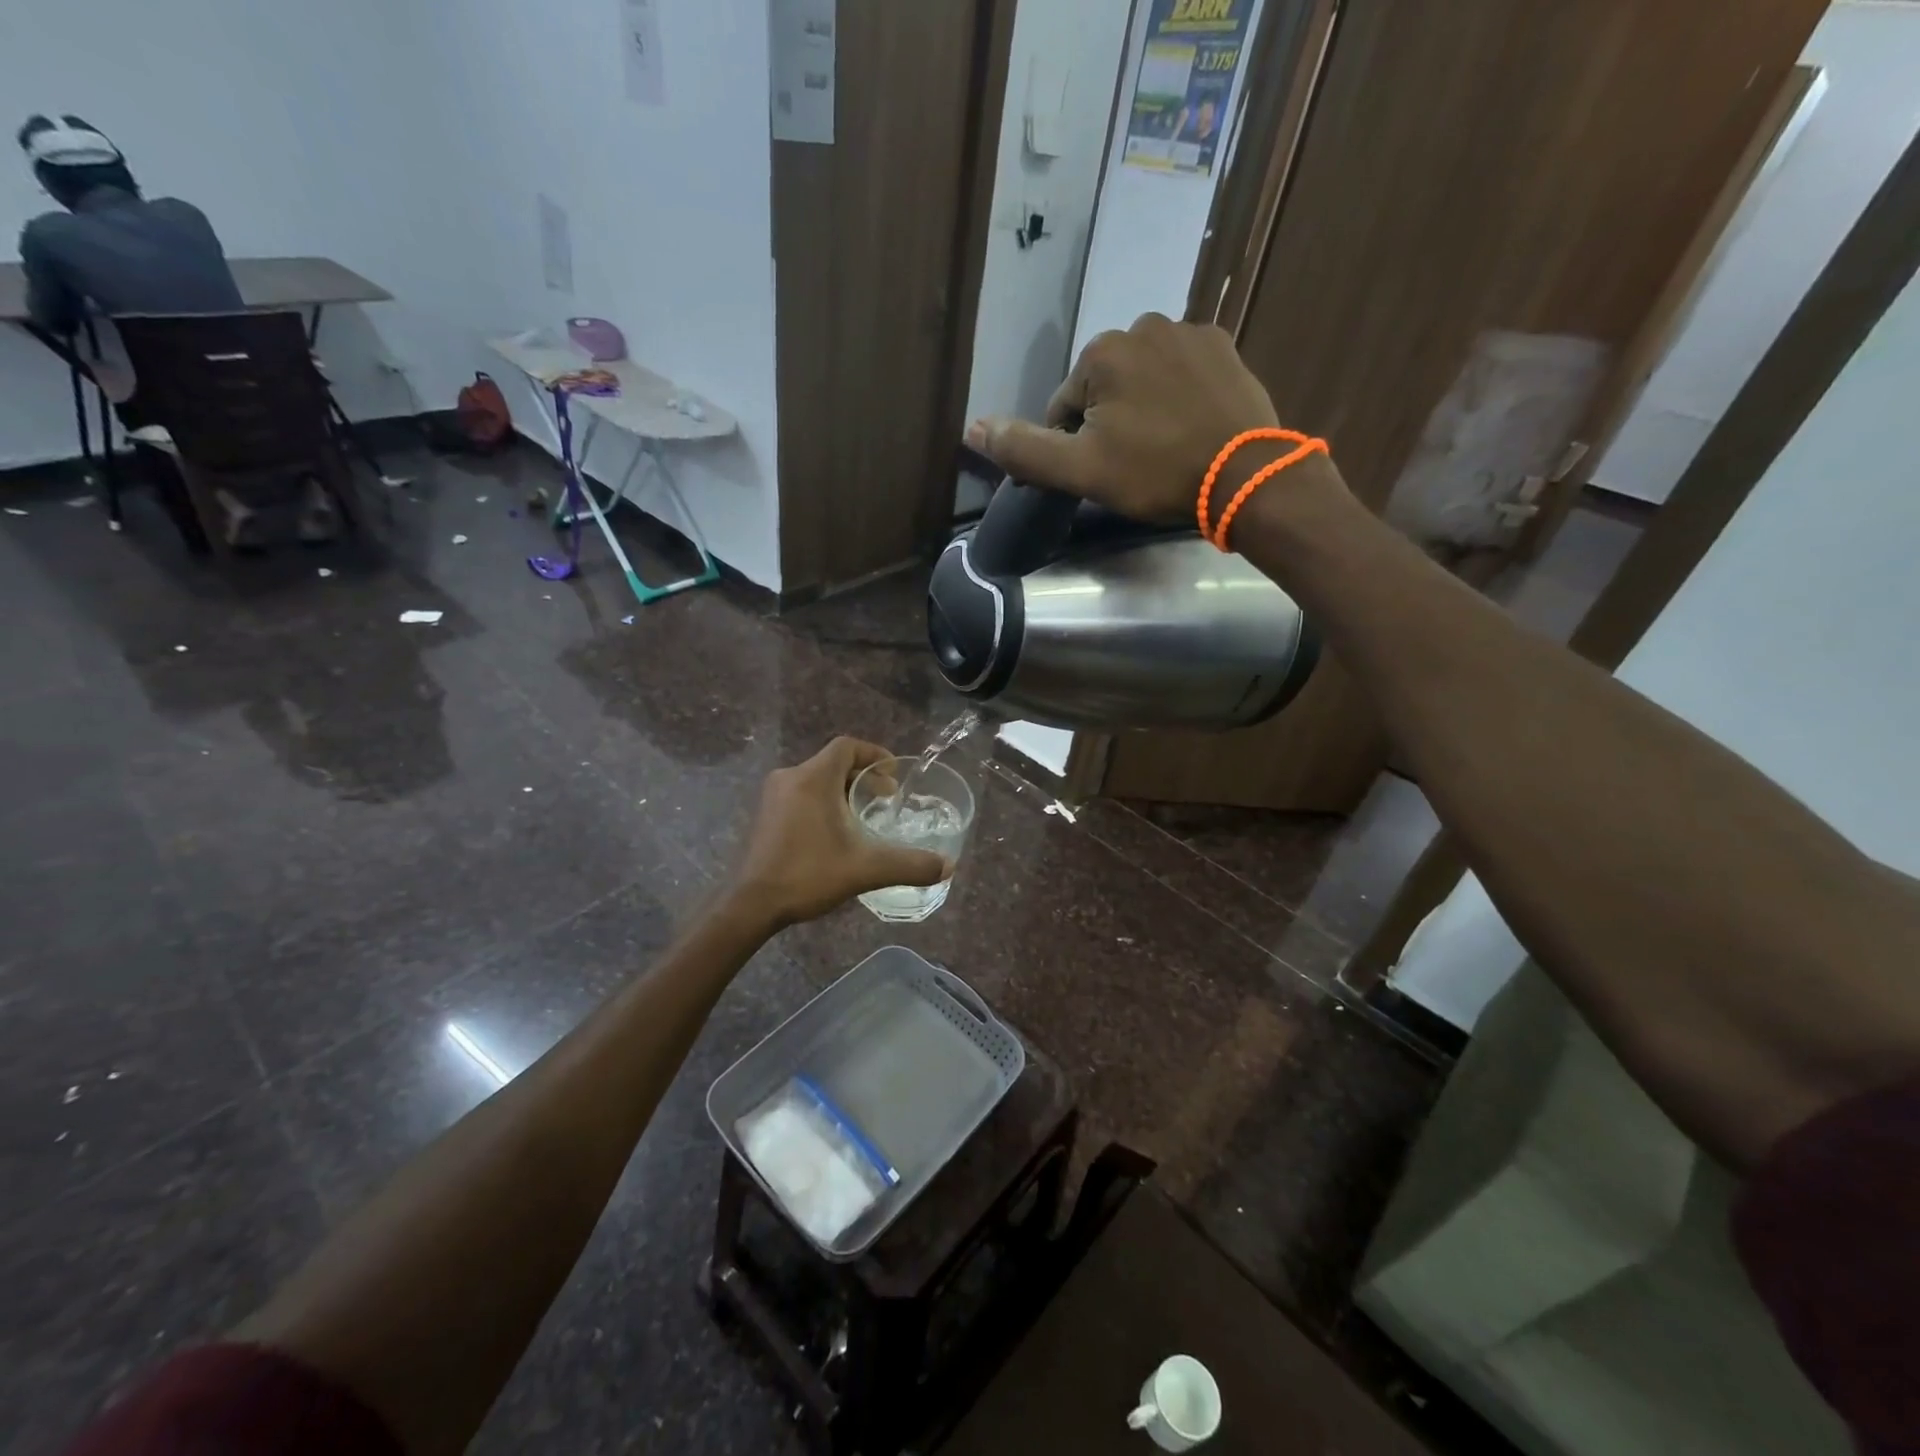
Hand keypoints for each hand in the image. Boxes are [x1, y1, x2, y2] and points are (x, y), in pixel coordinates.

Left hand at [731, 738, 950, 927]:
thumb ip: (909, 865)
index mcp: (813, 778)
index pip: (847, 747)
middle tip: (885, 800)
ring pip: (816, 780)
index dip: (874, 754)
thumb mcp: (865, 869)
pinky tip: (834, 834)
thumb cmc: (807, 874)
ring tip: (864, 818)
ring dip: (842, 791)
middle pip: (833, 763)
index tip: (893, 776)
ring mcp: (773, 797)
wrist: (751, 904)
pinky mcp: (765, 816)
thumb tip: (948, 867)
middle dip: (863, 777)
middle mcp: (790, 778)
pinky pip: (801, 796)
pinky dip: (823, 803)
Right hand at [964, 313, 1283, 523]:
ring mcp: (1189, 333)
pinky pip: (1182, 373)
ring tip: (1164, 449)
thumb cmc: (1156, 473)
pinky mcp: (1225, 348)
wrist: (1244, 476)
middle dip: (1109, 423)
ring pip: (1143, 380)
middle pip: (1104, 388)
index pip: (1064, 407)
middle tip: (1134, 465)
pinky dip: (1179, 397)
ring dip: (1143, 409)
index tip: (1100, 473)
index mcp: (1102, 353)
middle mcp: (1143, 326)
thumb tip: (971, 427)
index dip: (1074, 446)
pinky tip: (1191, 429)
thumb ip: (1024, 449)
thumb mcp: (1080, 471)